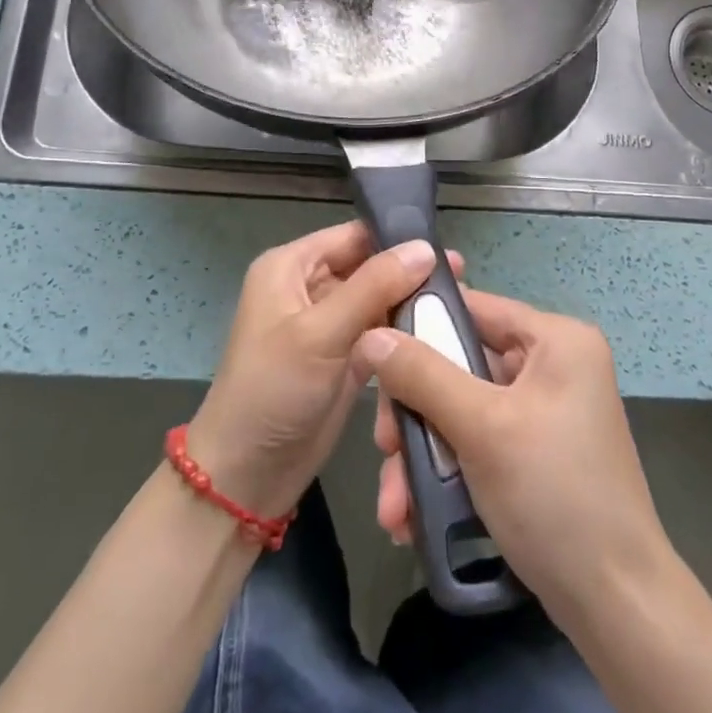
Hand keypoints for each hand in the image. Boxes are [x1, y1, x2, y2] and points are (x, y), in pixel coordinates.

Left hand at [186, 221, 451, 520]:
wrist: (247, 475)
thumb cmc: (273, 391)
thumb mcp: (320, 332)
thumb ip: (374, 287)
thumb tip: (425, 248)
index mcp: (291, 267)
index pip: (352, 237)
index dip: (396, 240)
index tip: (446, 252)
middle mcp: (310, 288)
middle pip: (369, 268)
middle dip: (410, 275)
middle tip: (464, 281)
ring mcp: (329, 326)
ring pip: (379, 302)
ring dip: (412, 306)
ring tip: (462, 306)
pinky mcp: (345, 358)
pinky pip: (381, 335)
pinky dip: (405, 336)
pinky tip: (442, 335)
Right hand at [356, 288, 669, 617]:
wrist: (615, 605)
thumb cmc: (554, 496)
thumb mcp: (482, 428)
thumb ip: (422, 375)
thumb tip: (370, 335)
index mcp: (555, 340)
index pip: (472, 307)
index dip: (418, 325)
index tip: (372, 355)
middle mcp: (551, 366)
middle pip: (457, 365)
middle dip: (414, 413)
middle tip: (384, 447)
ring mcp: (542, 411)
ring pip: (459, 410)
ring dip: (420, 455)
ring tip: (393, 506)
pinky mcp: (531, 452)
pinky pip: (475, 442)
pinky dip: (444, 473)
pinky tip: (412, 515)